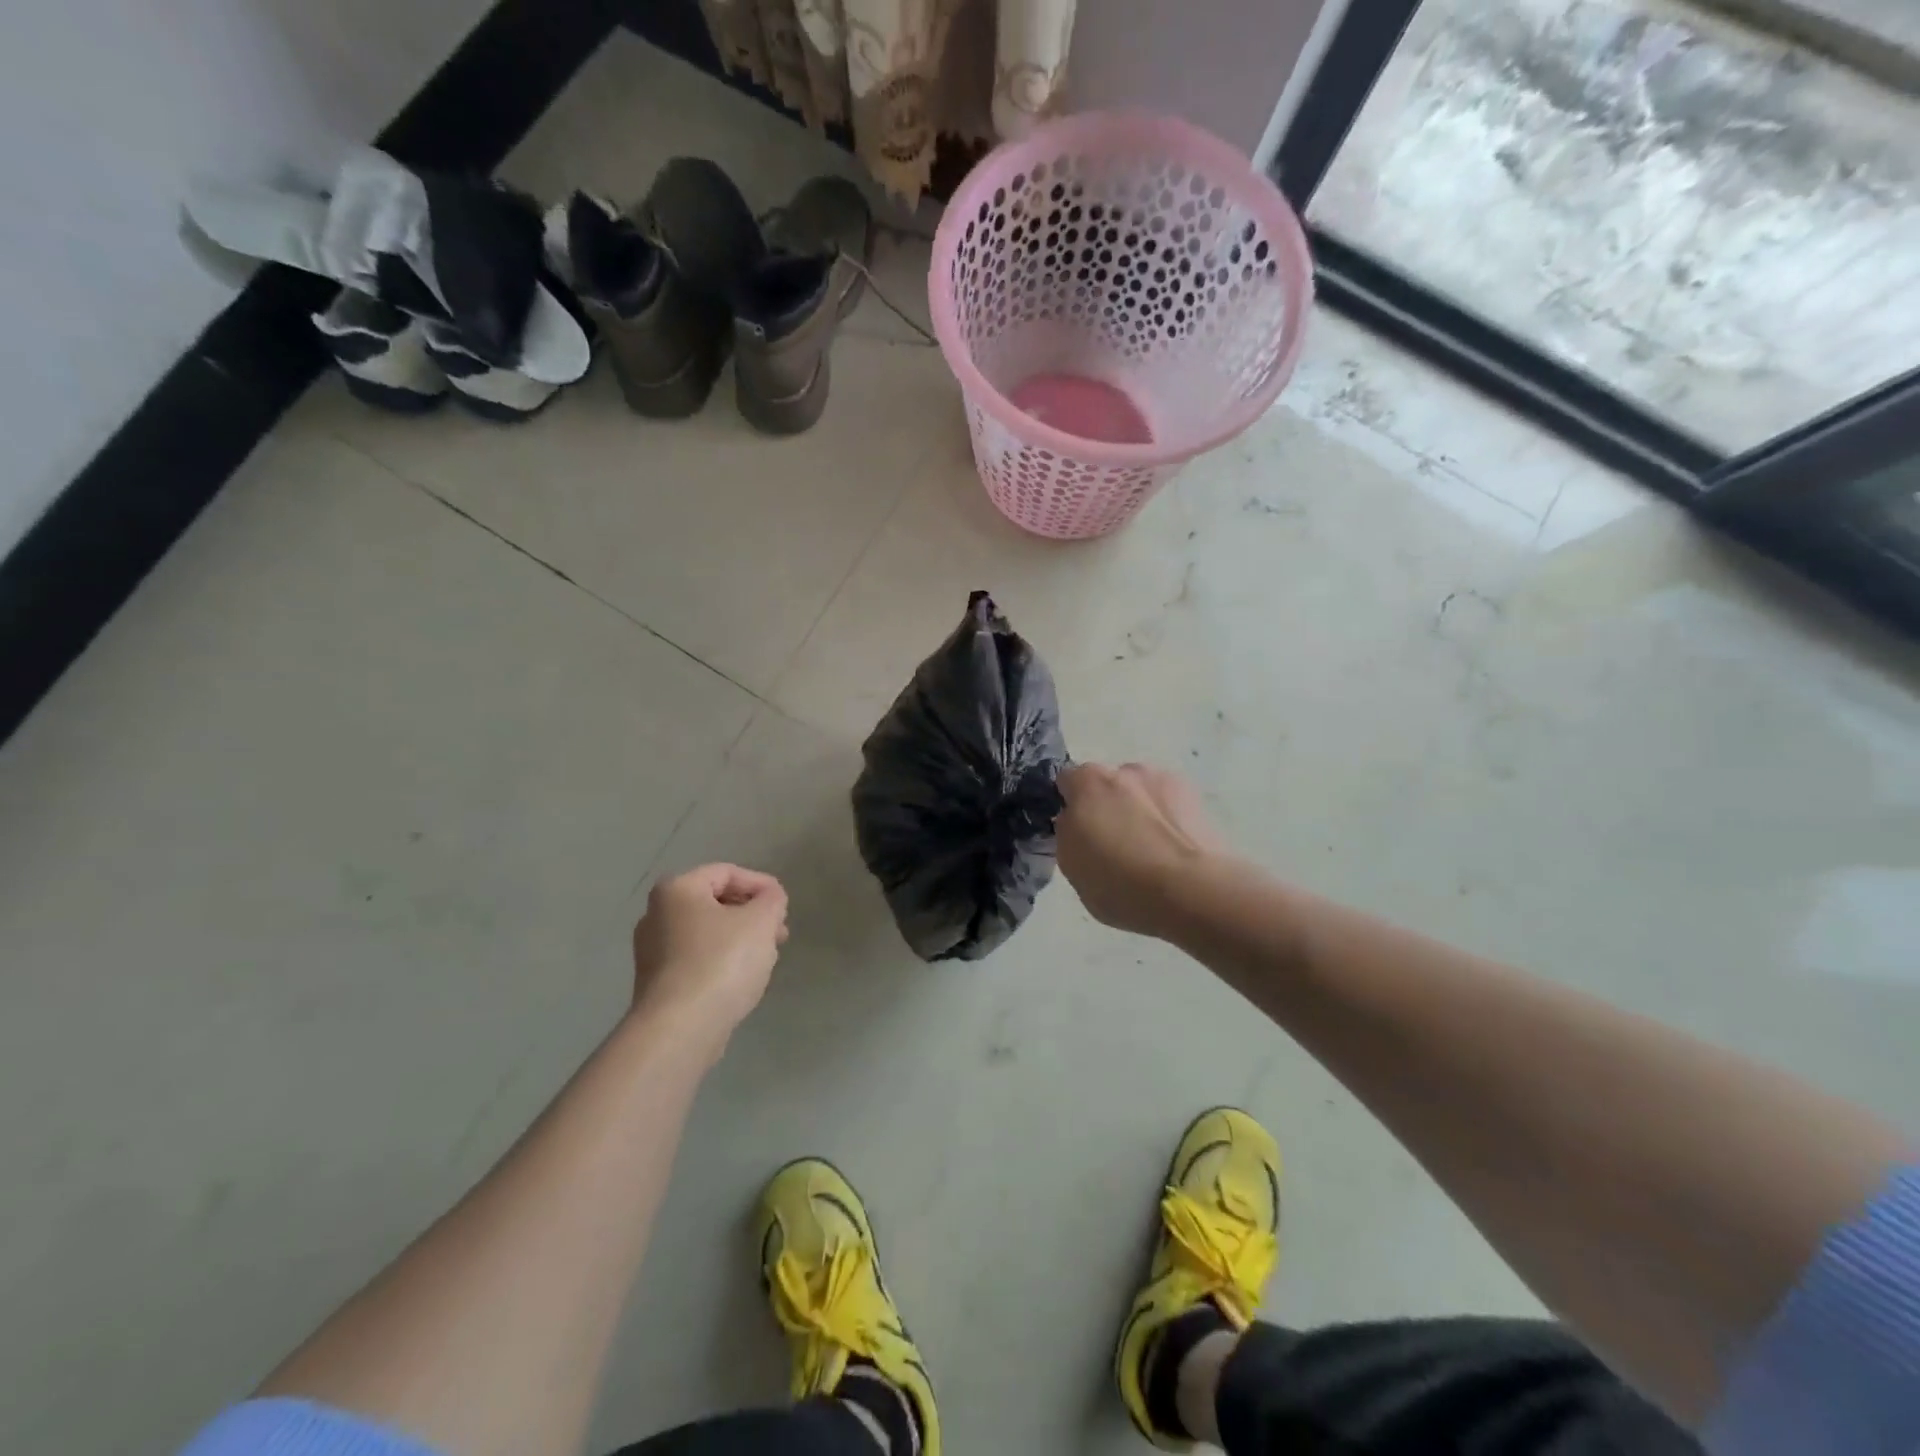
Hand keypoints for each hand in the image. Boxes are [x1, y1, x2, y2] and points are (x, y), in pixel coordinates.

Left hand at [630, 864, 789, 1038]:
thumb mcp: (761, 921)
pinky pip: (697, 959)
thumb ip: (772, 900)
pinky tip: (743, 978)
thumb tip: (770, 898)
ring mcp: (653, 952)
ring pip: (708, 933)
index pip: (726, 872)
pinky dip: (722, 961)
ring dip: (741, 938)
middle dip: (752, 914)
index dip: (761, 884)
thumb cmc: (721, 962)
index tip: (784, 905)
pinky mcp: (657, 984)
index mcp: (677, 890)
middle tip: (779, 932)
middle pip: (715, 902)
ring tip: (767, 956)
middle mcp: (656, 915)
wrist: (680, 1028)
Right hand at [1056, 762, 1225, 937]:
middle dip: (1107, 805)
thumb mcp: (1071, 867)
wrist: (1190, 890)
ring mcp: (1162, 779)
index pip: (1067, 781)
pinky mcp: (1195, 795)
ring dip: (1140, 809)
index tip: (1077, 832)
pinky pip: (1170, 802)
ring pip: (1141, 791)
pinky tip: (1175, 848)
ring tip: (1151, 849)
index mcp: (1087, 783)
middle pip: (1107, 784)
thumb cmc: (1120, 883)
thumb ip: (1068, 834)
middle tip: (1114, 844)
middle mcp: (1124, 770)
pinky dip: (1169, 817)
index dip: (1070, 805)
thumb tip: (1075, 822)